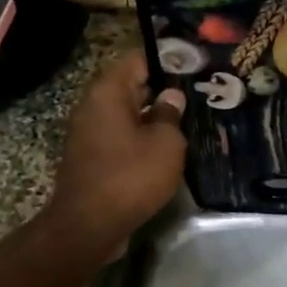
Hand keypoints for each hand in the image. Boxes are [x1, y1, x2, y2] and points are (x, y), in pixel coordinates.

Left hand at [46, 51, 186, 246]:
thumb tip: (171, 97)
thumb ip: (170, 114)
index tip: (194, 66)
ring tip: (189, 121)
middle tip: (198, 94)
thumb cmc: (130, 176)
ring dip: (153, 118)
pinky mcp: (92, 159)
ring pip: (127, 115)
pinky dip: (142, 139)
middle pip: (132, 86)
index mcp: (108, 92)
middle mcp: (93, 107)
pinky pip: (121, 138)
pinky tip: (167, 148)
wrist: (88, 227)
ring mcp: (89, 134)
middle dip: (163, 90)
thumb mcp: (166, 143)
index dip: (167, 60)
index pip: (138, 59)